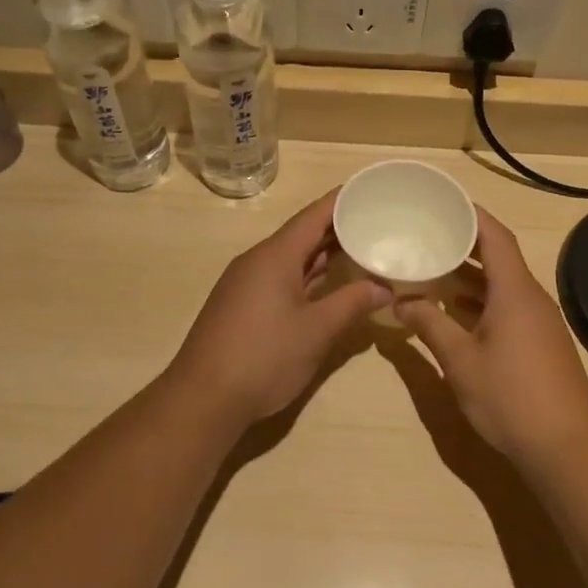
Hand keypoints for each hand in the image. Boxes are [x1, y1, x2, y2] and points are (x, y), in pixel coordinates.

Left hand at [167, 190, 389, 426]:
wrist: (203, 398)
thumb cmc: (264, 357)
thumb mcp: (316, 331)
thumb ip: (352, 303)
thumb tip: (384, 287)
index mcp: (275, 255)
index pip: (313, 215)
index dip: (342, 200)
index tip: (370, 189)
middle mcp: (258, 260)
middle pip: (302, 234)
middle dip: (337, 227)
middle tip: (376, 220)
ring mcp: (247, 283)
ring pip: (291, 257)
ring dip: (322, 253)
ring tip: (360, 247)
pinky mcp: (242, 305)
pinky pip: (281, 277)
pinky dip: (307, 274)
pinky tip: (328, 284)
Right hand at [395, 208, 587, 466]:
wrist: (567, 449)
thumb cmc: (511, 398)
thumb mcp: (460, 361)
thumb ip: (429, 325)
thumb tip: (401, 300)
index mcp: (514, 291)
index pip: (495, 236)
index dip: (471, 214)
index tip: (442, 202)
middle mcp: (531, 298)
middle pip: (499, 256)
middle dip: (465, 243)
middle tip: (428, 233)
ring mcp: (539, 322)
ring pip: (503, 284)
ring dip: (471, 275)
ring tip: (433, 267)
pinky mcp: (541, 343)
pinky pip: (509, 305)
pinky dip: (482, 300)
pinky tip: (456, 311)